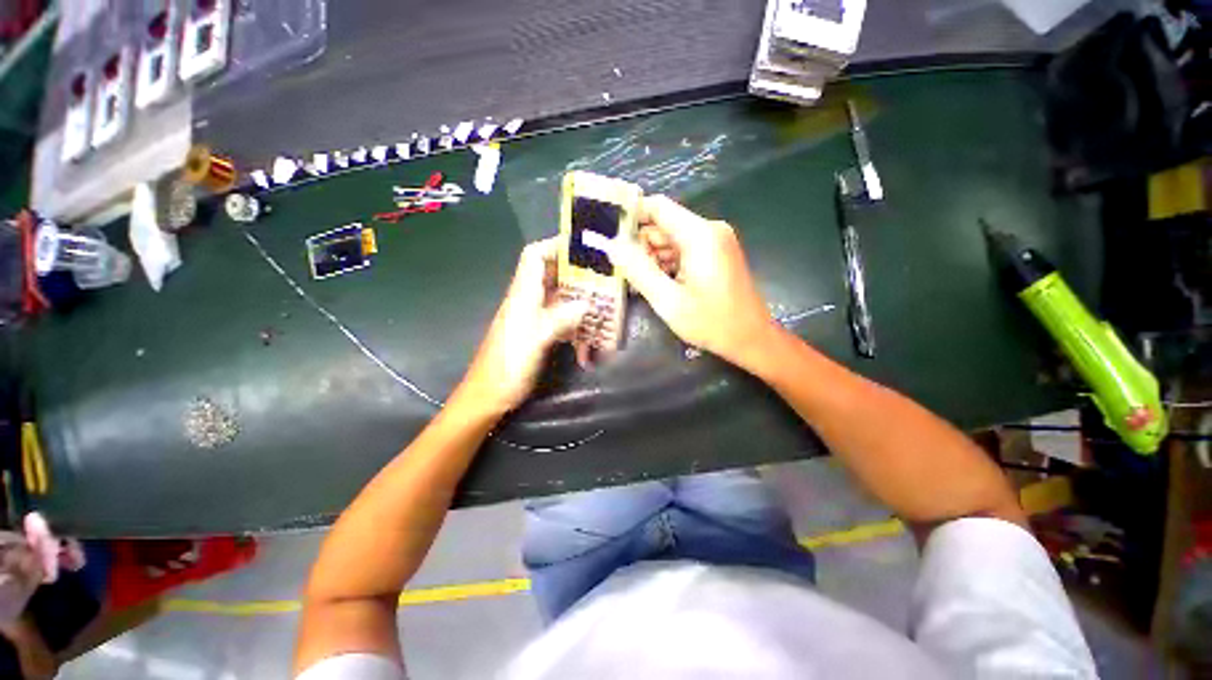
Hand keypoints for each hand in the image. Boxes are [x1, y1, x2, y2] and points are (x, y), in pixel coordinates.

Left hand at [457, 238, 587, 414]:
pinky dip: (575, 322)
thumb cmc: (508, 367)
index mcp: (522, 295)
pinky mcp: (537, 333)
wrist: (488, 395)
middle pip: (551, 274)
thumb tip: (586, 303)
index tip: (583, 246)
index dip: (555, 245)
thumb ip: (560, 319)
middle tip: (603, 274)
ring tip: (602, 301)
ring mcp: (533, 317)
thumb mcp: (535, 340)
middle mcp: (527, 300)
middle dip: (576, 271)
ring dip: (579, 298)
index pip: (534, 256)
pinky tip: (588, 335)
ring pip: (559, 297)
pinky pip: (560, 319)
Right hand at [606, 196, 777, 371]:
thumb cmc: (712, 323)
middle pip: (663, 224)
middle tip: (624, 272)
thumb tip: (612, 246)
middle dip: (640, 245)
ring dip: (652, 258)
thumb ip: (638, 270)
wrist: (752, 339)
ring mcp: (715, 241)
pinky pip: (683, 250)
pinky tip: (657, 285)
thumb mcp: (668, 301)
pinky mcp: (716, 253)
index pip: (657, 206)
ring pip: (671, 239)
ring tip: (639, 284)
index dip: (631, 216)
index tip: (609, 235)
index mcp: (699, 235)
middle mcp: (709, 230)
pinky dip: (667, 264)